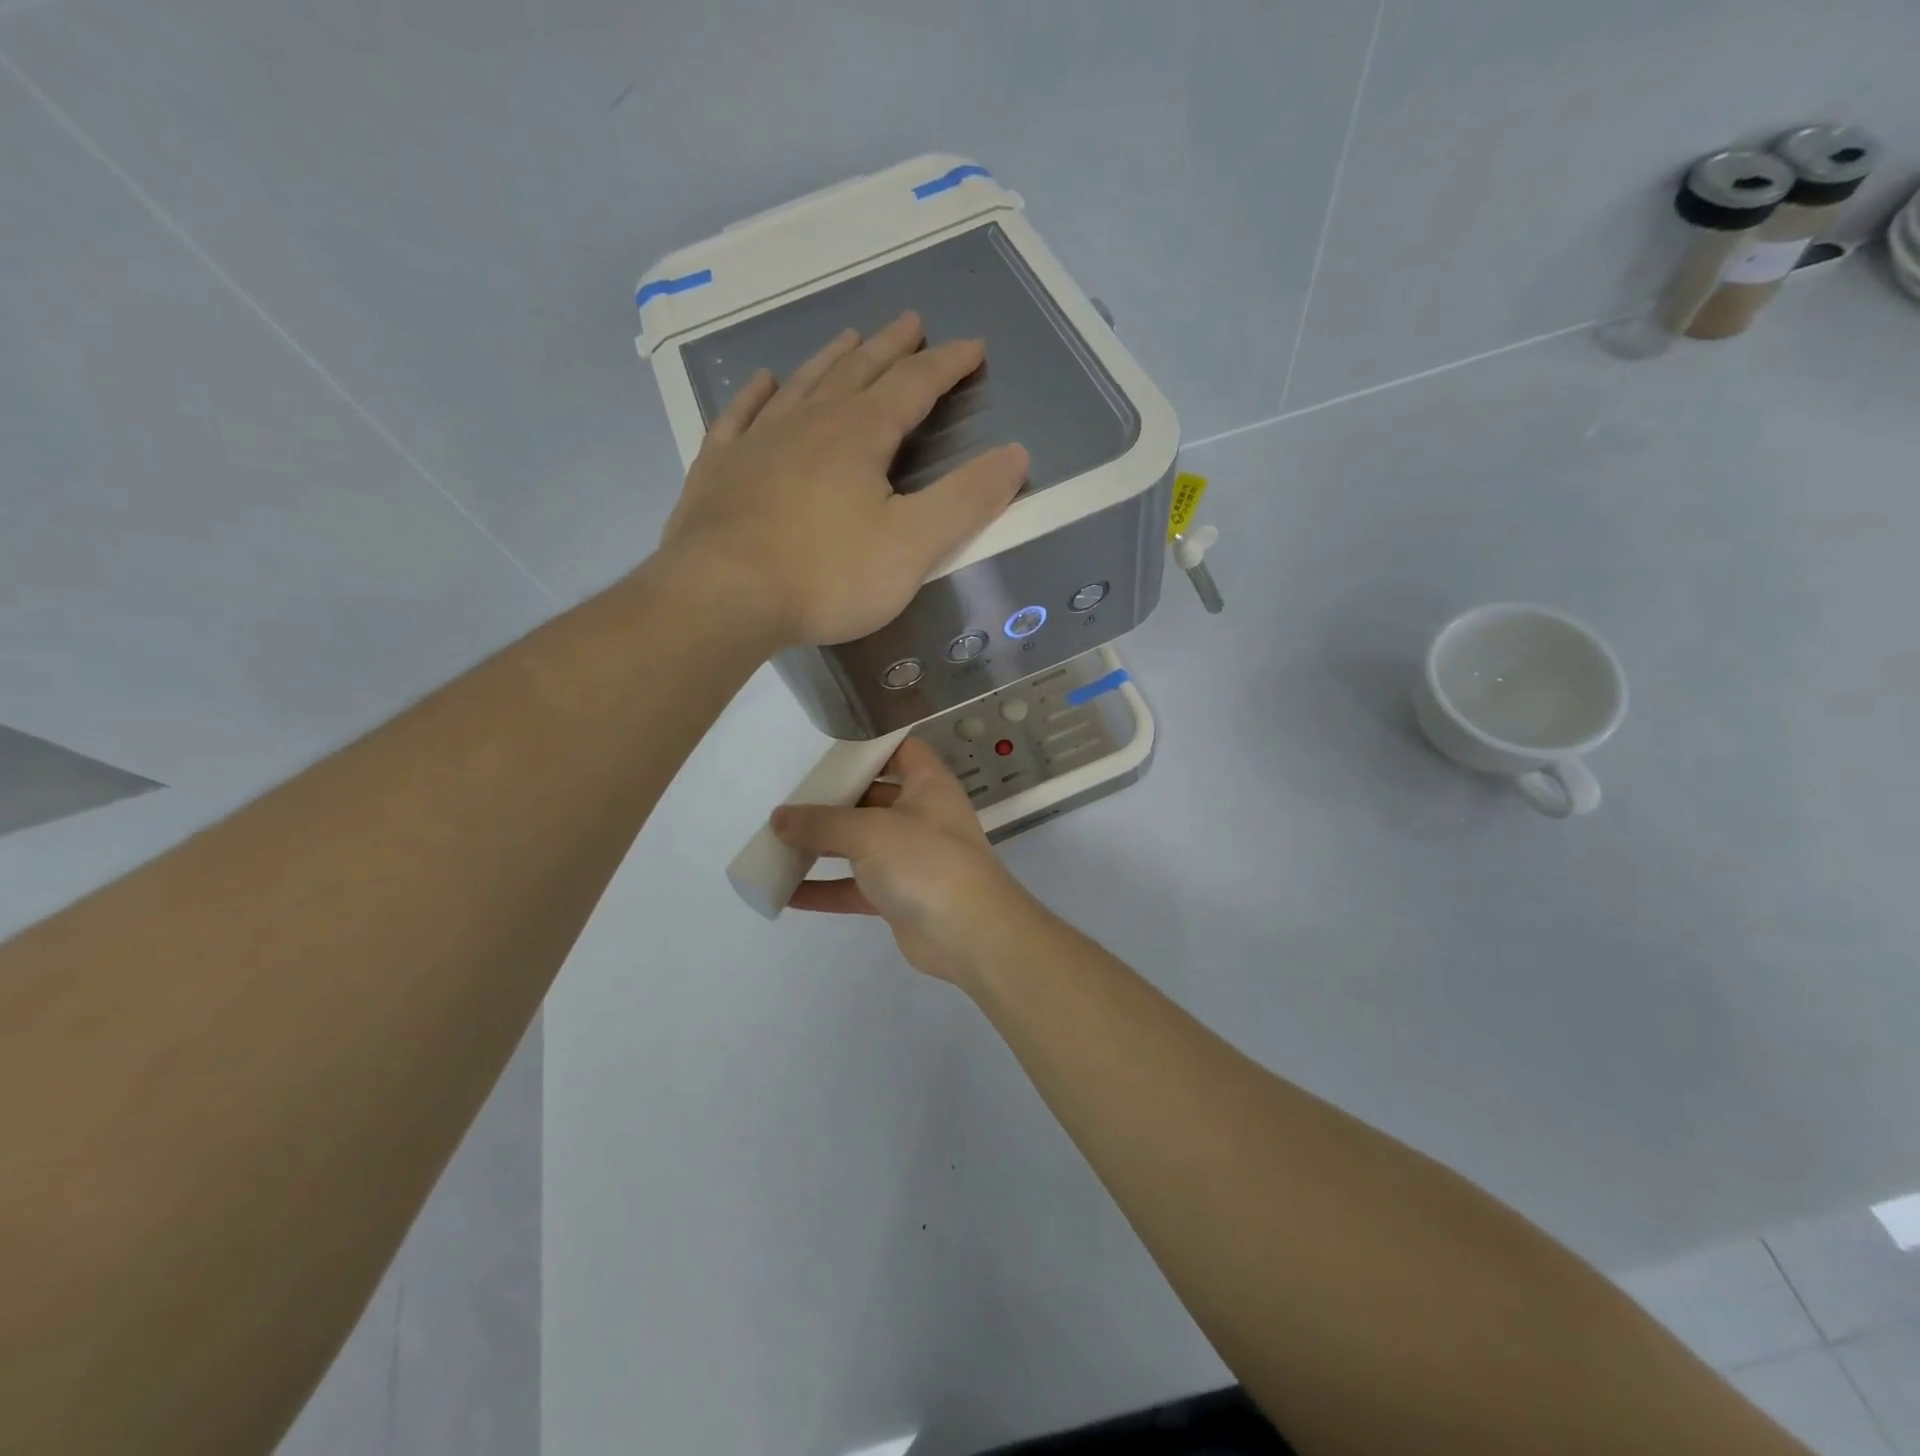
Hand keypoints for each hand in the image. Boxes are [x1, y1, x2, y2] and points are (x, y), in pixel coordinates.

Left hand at [658, 312, 1029, 649]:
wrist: (722, 597)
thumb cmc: (826, 575)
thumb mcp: (913, 545)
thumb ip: (967, 500)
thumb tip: (1016, 454)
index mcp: (860, 435)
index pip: (914, 386)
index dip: (946, 365)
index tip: (972, 348)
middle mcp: (809, 423)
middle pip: (858, 372)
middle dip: (891, 348)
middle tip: (910, 321)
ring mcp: (757, 442)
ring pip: (802, 386)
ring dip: (831, 360)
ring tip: (849, 338)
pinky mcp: (719, 469)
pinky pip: (741, 416)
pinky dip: (757, 395)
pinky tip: (764, 382)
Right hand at [770, 738, 1042, 986]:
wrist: (971, 934)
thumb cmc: (926, 862)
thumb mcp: (870, 832)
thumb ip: (822, 823)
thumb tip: (779, 818)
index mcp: (927, 784)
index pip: (900, 750)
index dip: (868, 746)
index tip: (826, 751)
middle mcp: (921, 815)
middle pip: (871, 798)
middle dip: (832, 800)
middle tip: (789, 801)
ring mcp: (911, 858)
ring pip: (860, 845)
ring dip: (822, 846)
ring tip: (776, 843)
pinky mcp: (900, 896)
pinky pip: (855, 887)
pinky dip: (825, 889)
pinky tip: (786, 893)